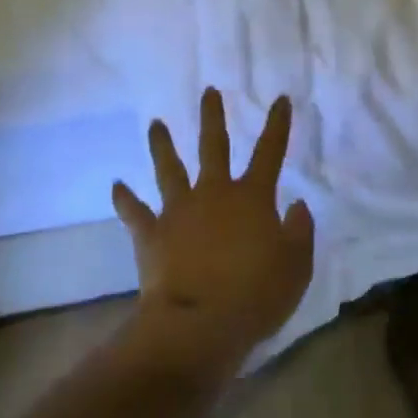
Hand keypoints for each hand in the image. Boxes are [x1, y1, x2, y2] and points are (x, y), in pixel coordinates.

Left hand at [112, 89, 314, 375]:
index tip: (280, 98)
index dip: (277, 124)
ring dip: (162, 145)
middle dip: (213, 117)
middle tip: (209, 91)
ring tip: (155, 124)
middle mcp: (214, 193)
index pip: (270, 151)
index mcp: (253, 197)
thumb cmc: (255, 296)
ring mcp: (179, 210)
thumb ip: (300, 232)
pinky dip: (125, 199)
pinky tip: (116, 185)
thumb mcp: (296, 267)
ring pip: (169, 169)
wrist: (198, 326)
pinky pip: (135, 212)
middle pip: (213, 146)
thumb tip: (297, 203)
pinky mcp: (152, 235)